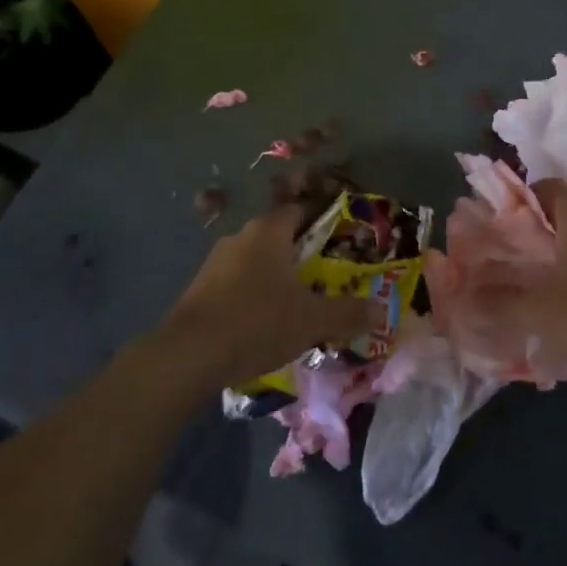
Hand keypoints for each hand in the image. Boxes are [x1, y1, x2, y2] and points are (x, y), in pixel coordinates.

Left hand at [161, 206, 378, 387]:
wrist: (187, 355)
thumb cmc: (257, 322)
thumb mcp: (312, 321)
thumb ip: (347, 313)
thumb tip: (379, 310)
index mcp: (269, 231)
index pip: (300, 210)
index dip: (322, 220)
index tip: (341, 239)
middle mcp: (241, 236)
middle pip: (278, 235)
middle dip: (301, 253)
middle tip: (325, 275)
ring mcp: (215, 262)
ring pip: (255, 260)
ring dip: (274, 276)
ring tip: (296, 303)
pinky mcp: (198, 289)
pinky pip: (236, 282)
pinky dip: (252, 294)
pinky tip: (262, 322)